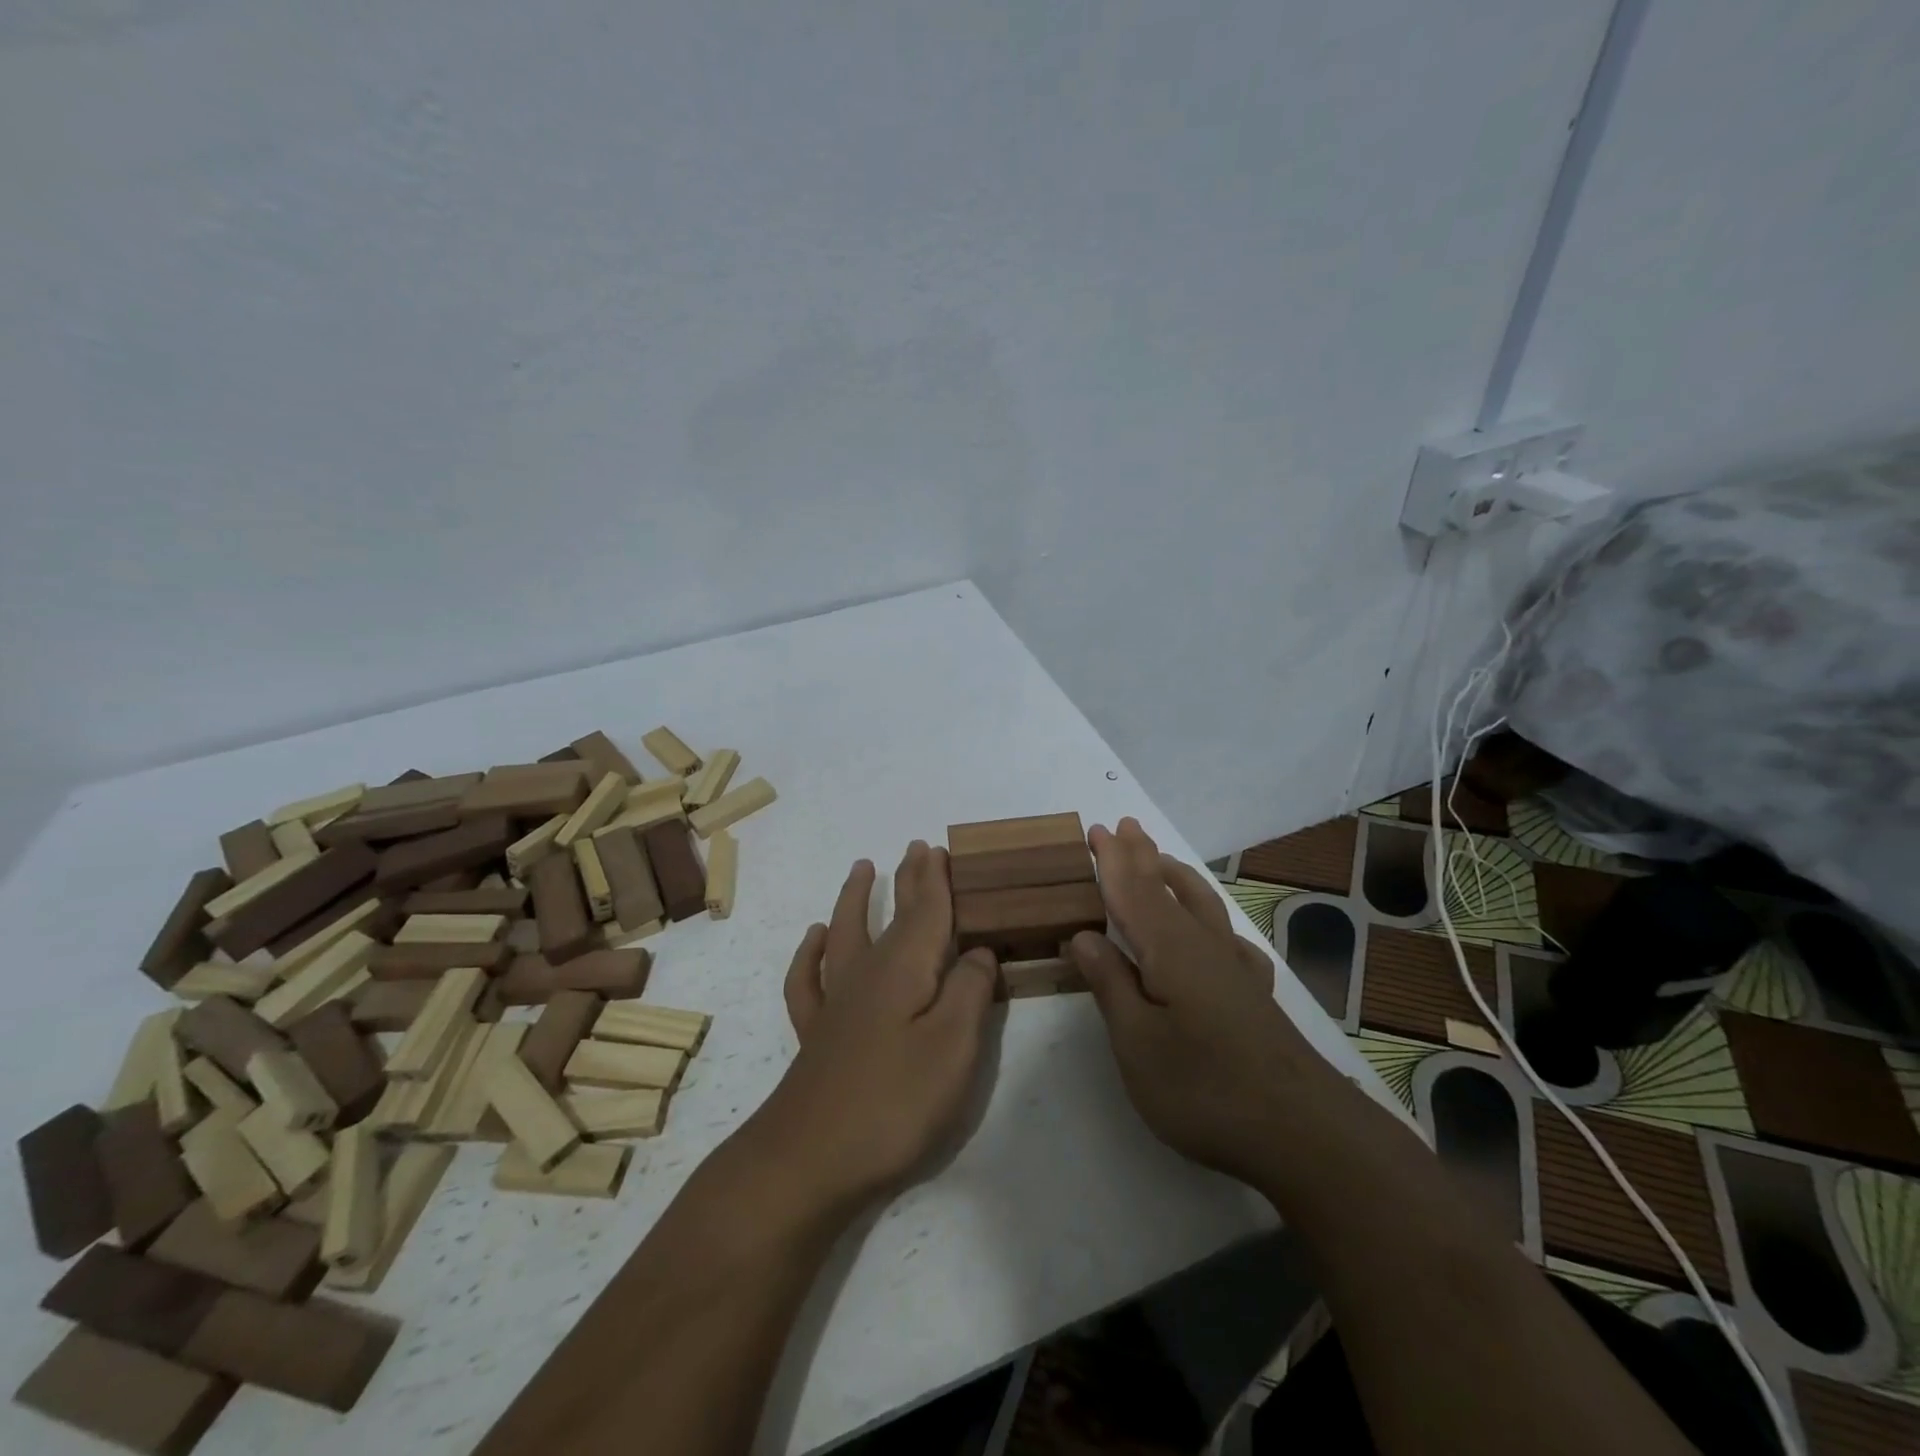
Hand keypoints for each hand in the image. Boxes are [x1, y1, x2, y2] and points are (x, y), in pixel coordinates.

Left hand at [747, 841, 998, 1214]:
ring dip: (856, 899)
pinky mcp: (816, 1033)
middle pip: (891, 915)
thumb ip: (970, 991)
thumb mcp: (953, 1047)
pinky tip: (815, 938)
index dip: (936, 880)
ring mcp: (836, 1002)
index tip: (940, 848)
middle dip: (907, 880)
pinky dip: (811, 953)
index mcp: (906, 969)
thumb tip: (979, 952)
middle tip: (916, 849)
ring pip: (846, 933)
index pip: (927, 911)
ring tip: (861, 868)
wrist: (809, 1160)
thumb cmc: (893, 1102)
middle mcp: (868, 973)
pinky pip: (808, 979)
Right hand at [1069, 818, 1347, 1184]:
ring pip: (1203, 907)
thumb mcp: (1137, 1042)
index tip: (1097, 830)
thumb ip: (1110, 984)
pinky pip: (1230, 940)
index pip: (1132, 893)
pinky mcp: (1255, 997)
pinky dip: (1216, 923)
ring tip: (1163, 860)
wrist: (1303, 1133)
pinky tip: (1219, 934)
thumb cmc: (1204, 1087)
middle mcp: (1204, 947)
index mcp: (1169, 950)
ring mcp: (1235, 971)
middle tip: (1126, 826)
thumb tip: (1084, 936)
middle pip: (1168, 890)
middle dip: (1144, 857)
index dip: (1112, 862)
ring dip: (1178, 879)